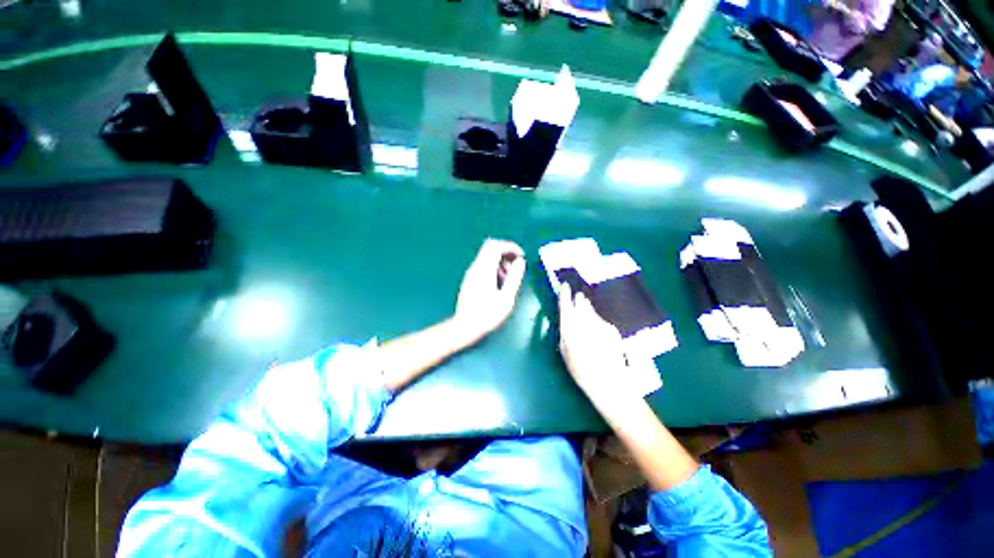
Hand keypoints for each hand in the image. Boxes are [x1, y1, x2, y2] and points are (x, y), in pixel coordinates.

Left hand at [453, 239, 525, 341]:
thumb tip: (520, 261)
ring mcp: (471, 273)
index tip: (521, 256)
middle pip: (490, 248)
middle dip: (506, 253)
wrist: (465, 326)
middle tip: (516, 266)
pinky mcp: (470, 279)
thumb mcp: (506, 297)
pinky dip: (494, 268)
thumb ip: (514, 277)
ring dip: (501, 261)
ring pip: (487, 256)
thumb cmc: (488, 314)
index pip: (496, 246)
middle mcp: (476, 267)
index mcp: (484, 270)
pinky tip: (499, 283)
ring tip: (509, 278)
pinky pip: (483, 265)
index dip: (510, 247)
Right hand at [557, 284, 629, 397]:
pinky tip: (598, 334)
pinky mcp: (612, 329)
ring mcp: (600, 325)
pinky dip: (598, 322)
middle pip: (582, 305)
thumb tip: (567, 321)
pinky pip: (601, 321)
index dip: (565, 295)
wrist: (608, 382)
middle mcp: (585, 322)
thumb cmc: (581, 370)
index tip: (565, 286)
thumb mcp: (565, 352)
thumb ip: (565, 333)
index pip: (566, 306)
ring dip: (588, 311)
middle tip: (579, 298)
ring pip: (592, 312)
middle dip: (579, 301)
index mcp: (570, 328)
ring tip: (588, 317)